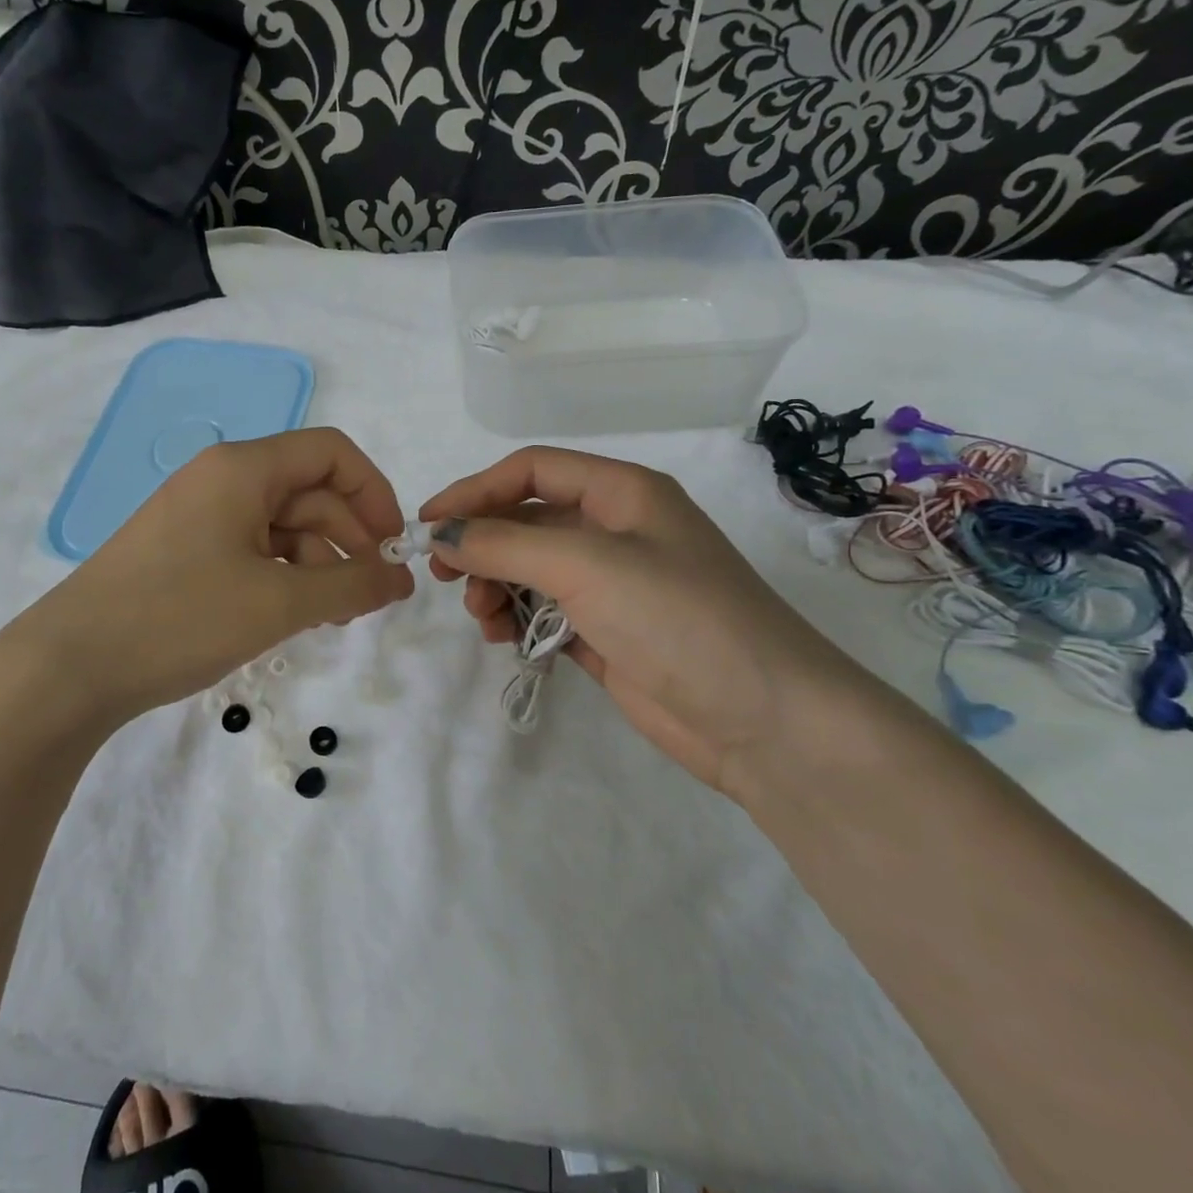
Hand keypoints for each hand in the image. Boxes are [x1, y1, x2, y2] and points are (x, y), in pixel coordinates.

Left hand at [22, 428, 414, 723]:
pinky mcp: (184, 551)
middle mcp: (221, 479)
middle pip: (309, 492)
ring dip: (318, 564)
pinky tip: (292, 615)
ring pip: (281, 526)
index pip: (331, 453)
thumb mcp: (278, 602)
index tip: (394, 548)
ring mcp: (199, 516)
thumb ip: (351, 585)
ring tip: (333, 617)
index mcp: (243, 468)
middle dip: (349, 539)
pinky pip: (251, 550)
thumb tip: (401, 578)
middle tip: (371, 598)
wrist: (69, 666)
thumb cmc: (179, 618)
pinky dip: (282, 577)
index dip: (373, 493)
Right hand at [422, 447, 889, 794]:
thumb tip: (442, 535)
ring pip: (531, 569)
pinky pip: (545, 612)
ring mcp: (614, 585)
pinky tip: (504, 639)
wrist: (765, 722)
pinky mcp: (608, 633)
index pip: (531, 470)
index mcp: (622, 493)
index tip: (428, 524)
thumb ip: (504, 544)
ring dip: (496, 586)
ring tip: (482, 617)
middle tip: (444, 576)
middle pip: (527, 520)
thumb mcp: (584, 565)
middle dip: (482, 544)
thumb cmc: (677, 618)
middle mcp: (617, 531)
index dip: (474, 490)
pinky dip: (518, 620)